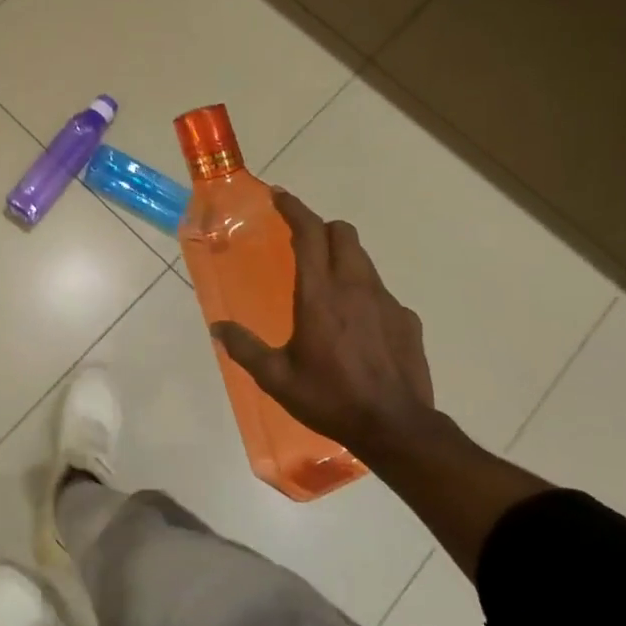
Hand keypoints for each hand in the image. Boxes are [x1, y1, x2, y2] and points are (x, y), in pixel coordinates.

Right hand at [212, 189, 435, 458]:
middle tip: (302, 240)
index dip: (294, 209)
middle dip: (321, 227)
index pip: (310, 233)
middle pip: (343, 233)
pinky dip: (364, 292)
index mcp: (319, 294)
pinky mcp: (407, 320)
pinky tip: (356, 323)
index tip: (279, 196)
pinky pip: (381, 292)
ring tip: (325, 282)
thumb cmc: (330, 398)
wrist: (396, 429)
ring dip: (342, 256)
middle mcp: (355, 287)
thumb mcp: (277, 378)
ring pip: (363, 259)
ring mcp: (386, 302)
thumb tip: (218, 328)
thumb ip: (245, 348)